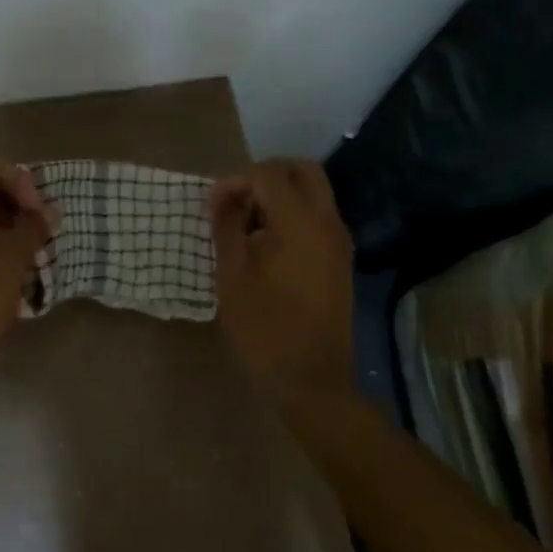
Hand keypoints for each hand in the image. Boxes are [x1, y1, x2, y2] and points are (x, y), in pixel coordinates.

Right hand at [209, 159, 353, 405]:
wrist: (311, 380)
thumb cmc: (264, 329)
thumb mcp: (232, 275)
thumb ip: (227, 227)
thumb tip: (222, 199)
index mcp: (300, 224)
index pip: (267, 174)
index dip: (235, 182)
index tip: (213, 208)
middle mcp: (327, 223)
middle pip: (302, 171)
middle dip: (265, 175)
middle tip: (236, 200)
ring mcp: (339, 242)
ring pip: (313, 192)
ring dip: (279, 194)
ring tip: (246, 224)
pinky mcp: (339, 259)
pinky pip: (317, 217)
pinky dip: (292, 214)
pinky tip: (265, 244)